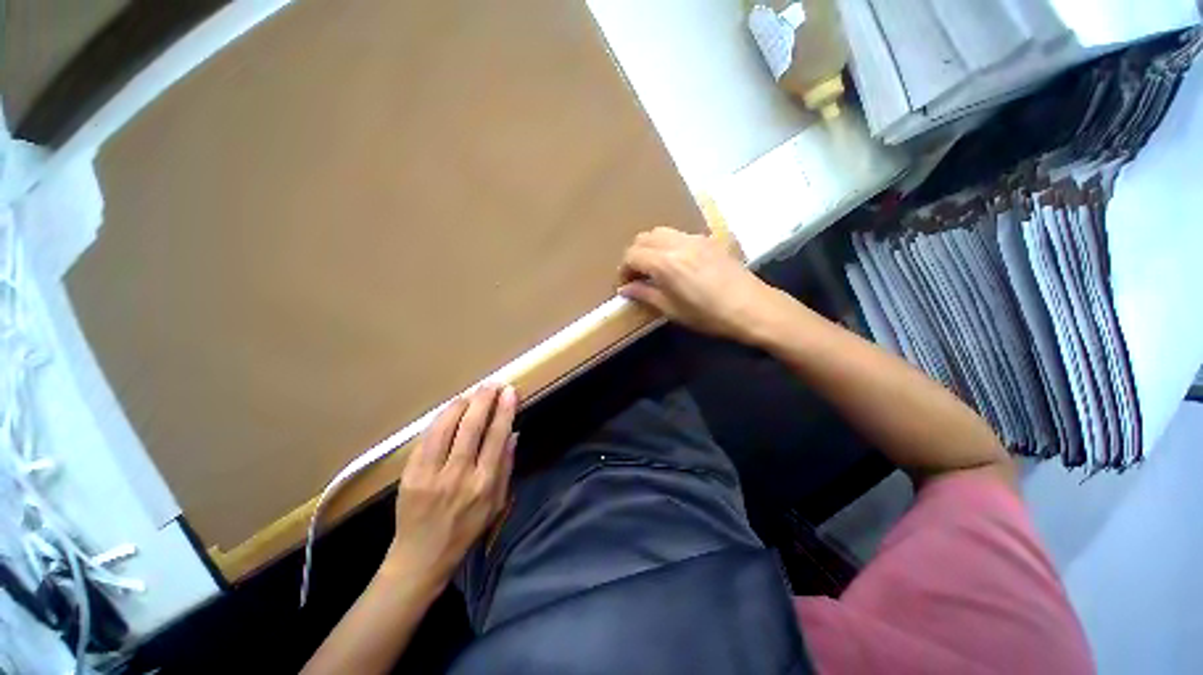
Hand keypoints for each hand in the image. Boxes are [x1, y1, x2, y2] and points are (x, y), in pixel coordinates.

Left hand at [384, 384, 517, 588]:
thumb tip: (513, 434)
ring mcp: (430, 474)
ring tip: (471, 393)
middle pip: (472, 427)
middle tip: (492, 384)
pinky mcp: (410, 474)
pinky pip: (426, 438)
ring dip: (461, 404)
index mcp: (483, 483)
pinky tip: (450, 409)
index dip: (504, 411)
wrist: (421, 556)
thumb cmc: (466, 530)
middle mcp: (458, 475)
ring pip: (446, 427)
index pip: (496, 436)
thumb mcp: (497, 503)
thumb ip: (506, 466)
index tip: (510, 392)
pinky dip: (440, 419)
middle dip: (483, 400)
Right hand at [618, 227, 782, 343]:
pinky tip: (674, 262)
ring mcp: (694, 238)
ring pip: (660, 232)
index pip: (632, 255)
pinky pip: (678, 234)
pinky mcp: (708, 239)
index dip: (623, 269)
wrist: (752, 307)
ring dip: (650, 246)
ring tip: (653, 267)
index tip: (625, 285)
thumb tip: (624, 289)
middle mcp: (677, 243)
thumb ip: (645, 295)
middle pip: (644, 237)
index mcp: (665, 263)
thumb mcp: (672, 310)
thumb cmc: (709, 315)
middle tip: (636, 275)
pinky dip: (667, 244)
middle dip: (634, 254)